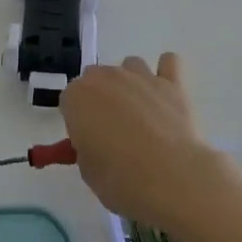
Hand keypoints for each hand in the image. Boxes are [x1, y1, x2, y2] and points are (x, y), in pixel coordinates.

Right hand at [59, 53, 232, 236]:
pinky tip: (166, 93)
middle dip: (101, 99)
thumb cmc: (121, 180)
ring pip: (130, 66)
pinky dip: (166, 72)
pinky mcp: (172, 82)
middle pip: (97, 78)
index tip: (88, 142)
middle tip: (112, 132)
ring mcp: (140, 76)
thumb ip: (86, 147)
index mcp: (78, 97)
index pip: (69, 100)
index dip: (78, 122)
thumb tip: (96, 142)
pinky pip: (168, 62)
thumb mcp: (88, 171)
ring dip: (131, 83)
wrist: (171, 178)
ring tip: (142, 113)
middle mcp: (106, 77)